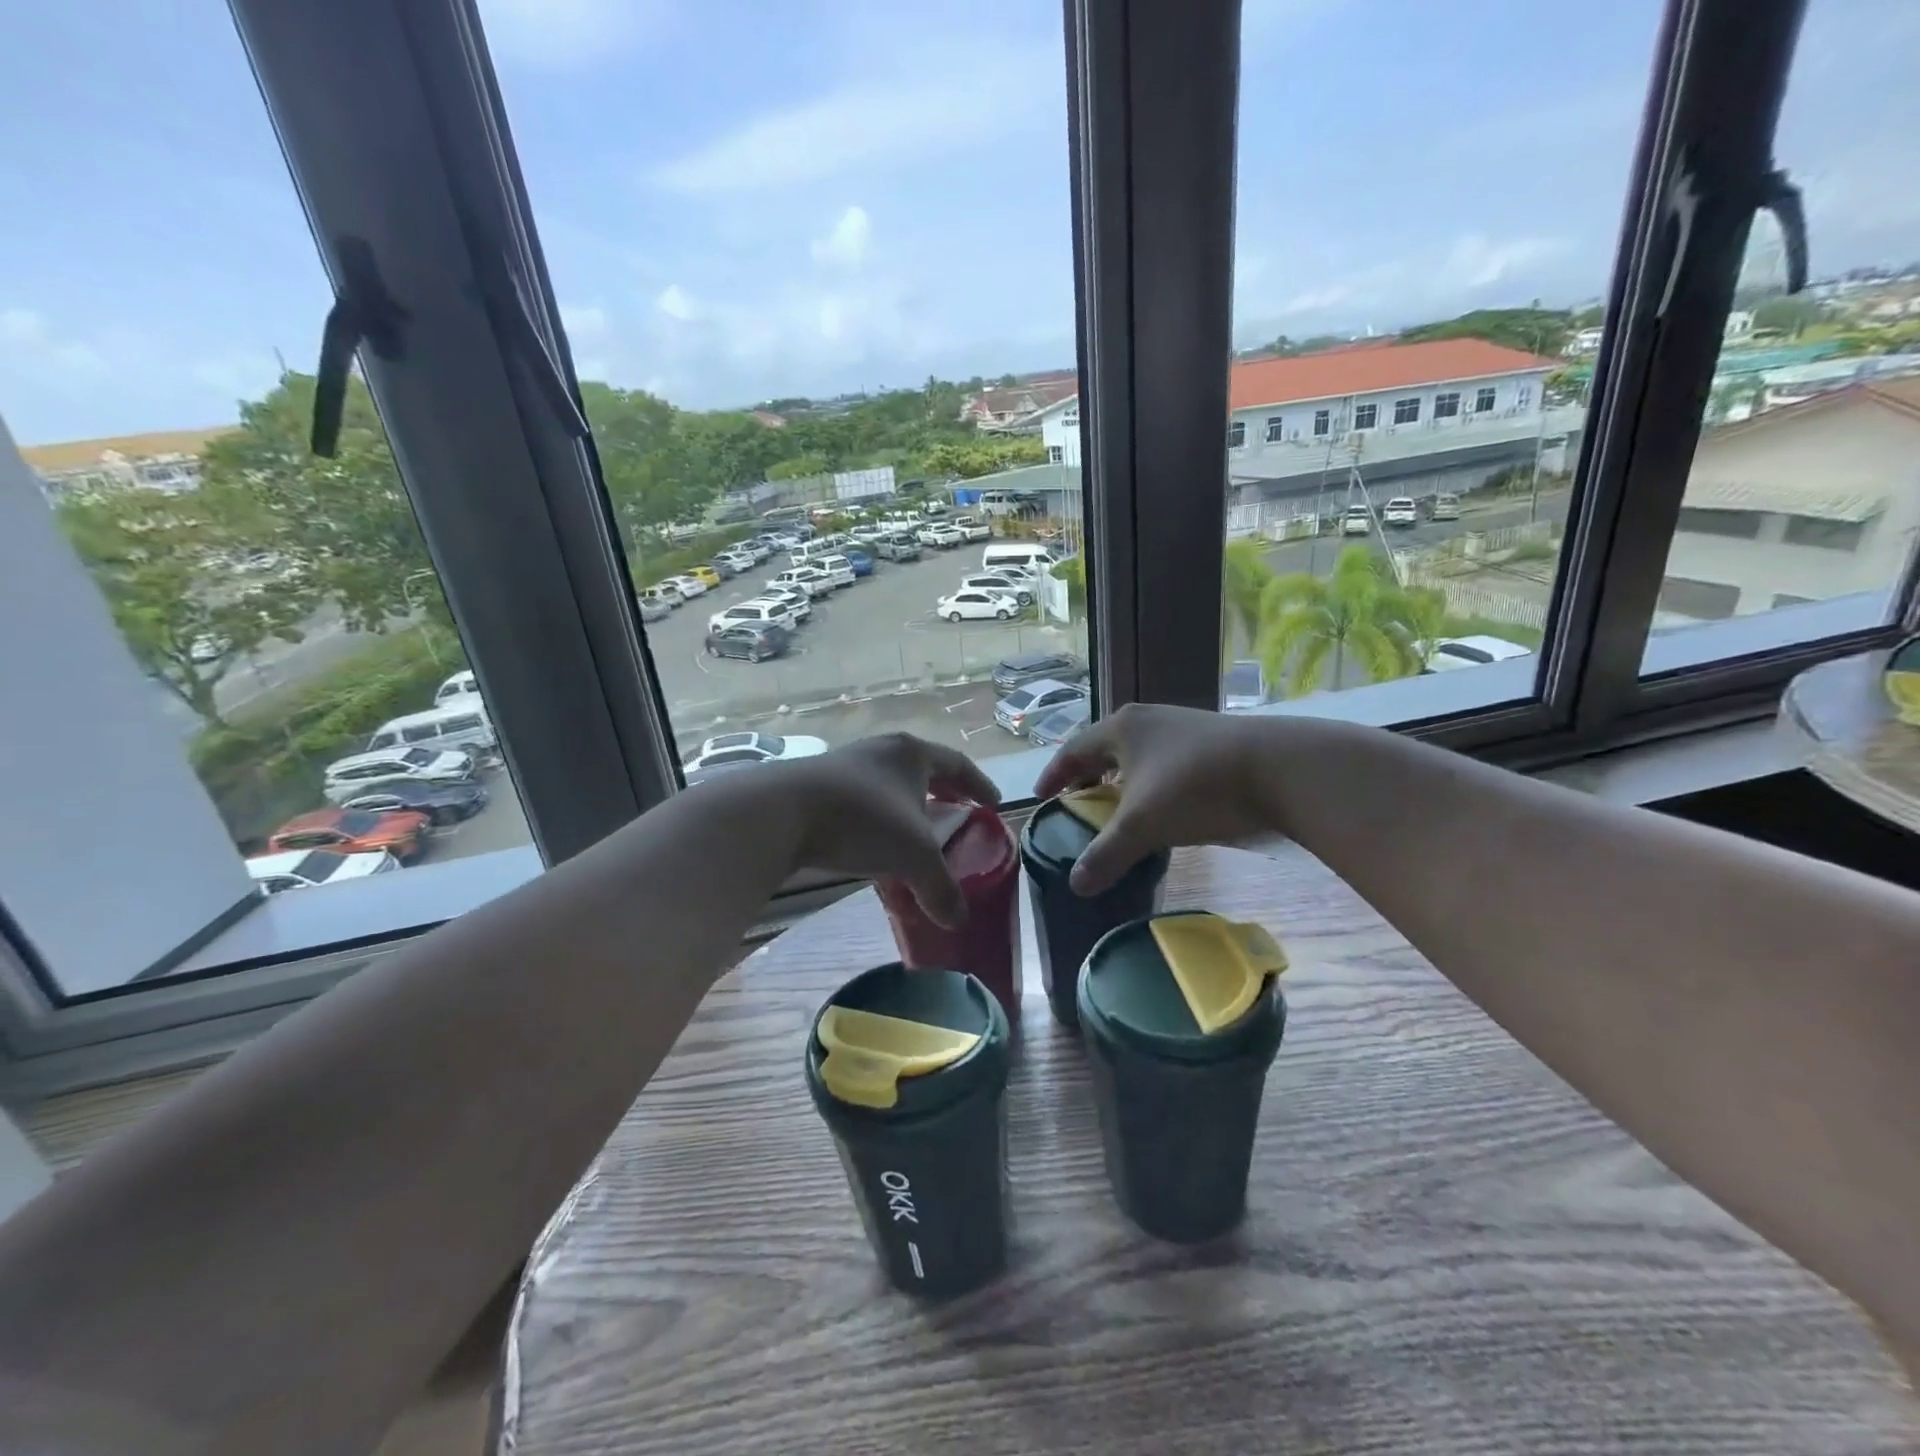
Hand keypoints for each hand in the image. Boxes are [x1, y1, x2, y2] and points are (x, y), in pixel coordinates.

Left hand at [778, 733, 1001, 928]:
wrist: (781, 812)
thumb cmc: (862, 819)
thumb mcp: (913, 855)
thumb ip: (940, 887)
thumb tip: (958, 922)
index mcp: (912, 754)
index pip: (958, 764)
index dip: (980, 785)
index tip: (994, 804)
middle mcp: (882, 751)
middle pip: (924, 770)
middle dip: (944, 793)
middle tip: (961, 815)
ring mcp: (847, 765)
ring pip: (890, 786)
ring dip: (908, 808)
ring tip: (919, 835)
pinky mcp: (819, 786)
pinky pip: (863, 802)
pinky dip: (879, 822)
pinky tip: (876, 848)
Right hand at [1033, 704, 1287, 894]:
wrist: (1280, 768)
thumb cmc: (1196, 786)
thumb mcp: (1143, 824)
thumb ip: (1106, 854)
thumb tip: (1075, 885)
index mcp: (1121, 729)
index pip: (1073, 751)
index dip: (1054, 776)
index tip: (1040, 798)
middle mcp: (1147, 721)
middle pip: (1104, 749)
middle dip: (1088, 778)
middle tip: (1075, 805)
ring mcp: (1182, 728)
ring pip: (1138, 756)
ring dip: (1122, 782)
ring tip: (1116, 810)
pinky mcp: (1210, 742)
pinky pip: (1165, 763)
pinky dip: (1152, 785)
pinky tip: (1161, 808)